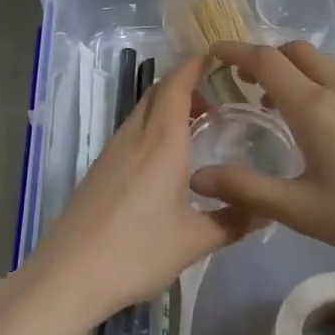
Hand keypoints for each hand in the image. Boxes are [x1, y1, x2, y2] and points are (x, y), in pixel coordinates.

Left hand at [21, 54, 257, 328]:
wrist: (69, 275)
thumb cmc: (138, 251)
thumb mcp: (195, 240)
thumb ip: (232, 221)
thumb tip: (264, 210)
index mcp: (162, 142)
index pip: (176, 85)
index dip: (194, 65)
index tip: (216, 59)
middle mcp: (135, 137)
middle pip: (157, 93)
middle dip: (184, 85)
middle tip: (215, 102)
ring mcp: (112, 152)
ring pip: (142, 112)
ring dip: (167, 108)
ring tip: (195, 131)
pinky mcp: (99, 170)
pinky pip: (131, 133)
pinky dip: (152, 129)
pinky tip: (164, 161)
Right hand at [189, 40, 334, 268]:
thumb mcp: (304, 211)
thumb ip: (248, 191)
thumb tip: (198, 177)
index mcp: (314, 107)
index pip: (266, 60)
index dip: (236, 51)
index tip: (214, 51)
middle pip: (296, 50)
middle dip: (266, 56)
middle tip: (246, 82)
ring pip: (325, 61)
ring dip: (296, 69)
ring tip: (283, 104)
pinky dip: (323, 81)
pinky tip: (328, 121)